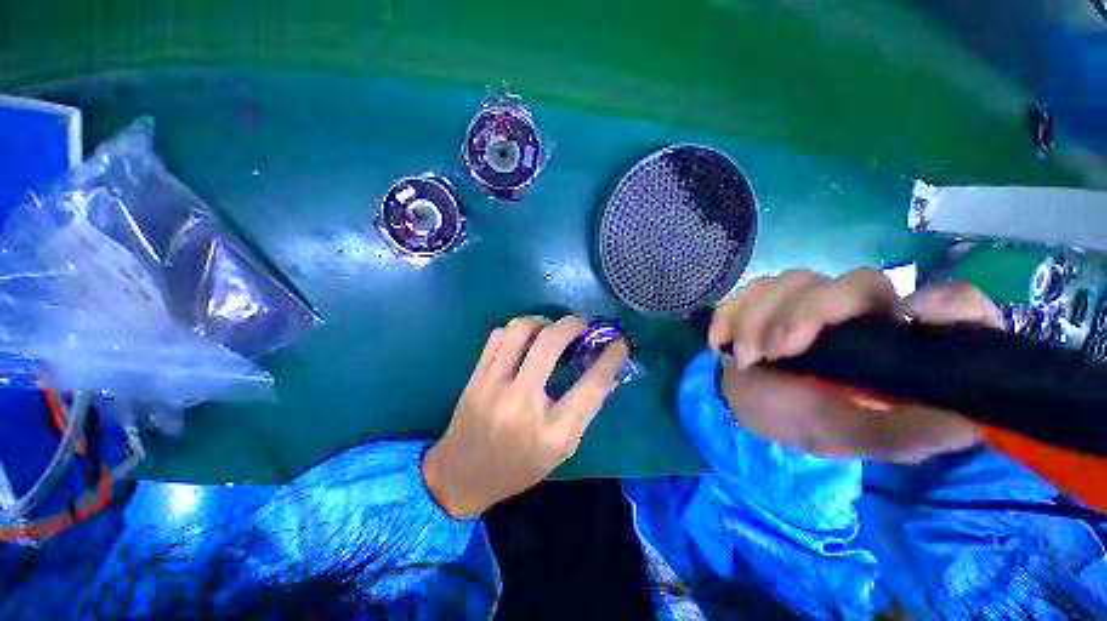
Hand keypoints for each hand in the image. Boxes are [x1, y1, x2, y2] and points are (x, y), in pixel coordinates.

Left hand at [424, 316, 628, 518]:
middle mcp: (522, 402)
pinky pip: (498, 335)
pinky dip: (517, 330)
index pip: (591, 385)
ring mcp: (493, 386)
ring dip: (542, 321)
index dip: (610, 358)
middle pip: (551, 343)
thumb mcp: (562, 449)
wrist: (461, 477)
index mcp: (552, 431)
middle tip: (582, 324)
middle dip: (573, 324)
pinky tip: (524, 339)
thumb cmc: (519, 468)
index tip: (619, 342)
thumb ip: (586, 410)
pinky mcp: (475, 376)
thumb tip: (608, 373)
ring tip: (550, 329)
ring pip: (520, 329)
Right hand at [708, 268, 1004, 462]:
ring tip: (744, 355)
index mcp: (899, 344)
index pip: (953, 305)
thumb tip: (968, 424)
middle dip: (807, 313)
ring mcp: (809, 298)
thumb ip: (902, 434)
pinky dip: (729, 314)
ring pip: (793, 281)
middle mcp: (862, 311)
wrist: (750, 404)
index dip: (947, 302)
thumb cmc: (806, 420)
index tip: (910, 314)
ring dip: (759, 317)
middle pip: (855, 283)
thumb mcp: (853, 438)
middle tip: (774, 351)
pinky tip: (721, 341)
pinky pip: (748, 290)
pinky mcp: (766, 297)